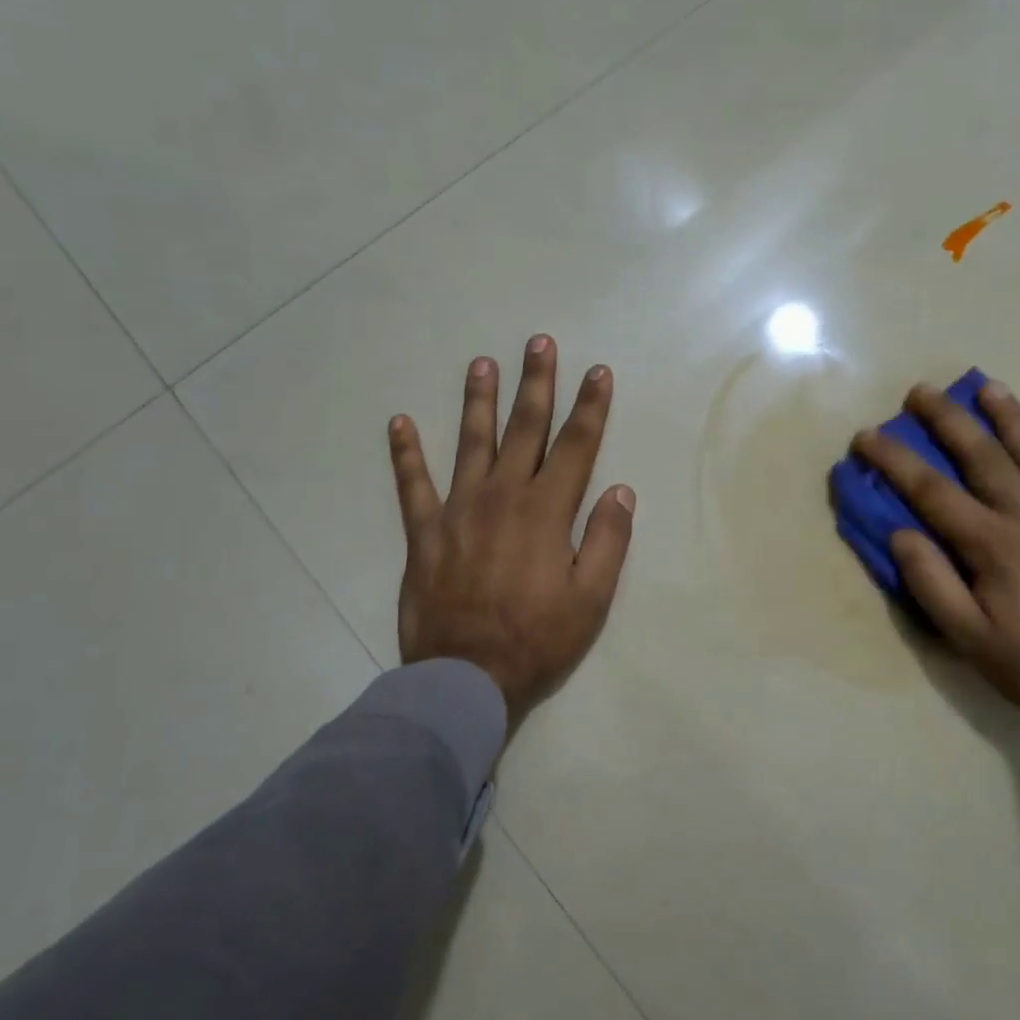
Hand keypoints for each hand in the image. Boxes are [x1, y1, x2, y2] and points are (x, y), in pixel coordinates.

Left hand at [388, 336, 634, 724]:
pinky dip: (405, 454)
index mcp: (547, 512)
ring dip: (478, 401)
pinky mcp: (424, 533)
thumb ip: (608, 541)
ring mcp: (459, 511)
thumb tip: (620, 490)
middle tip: (539, 342)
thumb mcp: (591, 600)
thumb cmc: (536, 641)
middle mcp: (503, 497)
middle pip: (524, 429)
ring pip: (471, 442)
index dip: (590, 407)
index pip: (575, 447)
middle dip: (536, 383)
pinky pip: (412, 485)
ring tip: (481, 363)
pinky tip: (398, 423)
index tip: (598, 372)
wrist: (465, 677)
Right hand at [852, 381, 1019, 779]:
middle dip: (947, 419)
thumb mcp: (971, 639)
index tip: (866, 436)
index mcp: (993, 544)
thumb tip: (901, 534)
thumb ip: (932, 584)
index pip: (931, 490)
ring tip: (987, 387)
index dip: (895, 460)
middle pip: (983, 454)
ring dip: (1008, 416)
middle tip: (921, 392)